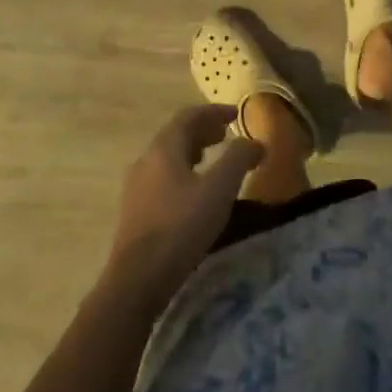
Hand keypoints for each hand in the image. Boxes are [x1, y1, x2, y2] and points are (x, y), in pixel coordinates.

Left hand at [104, 105, 263, 310]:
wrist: (137, 280)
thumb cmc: (181, 227)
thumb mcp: (218, 189)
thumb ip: (238, 159)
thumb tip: (255, 141)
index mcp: (163, 148)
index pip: (188, 116)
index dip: (214, 111)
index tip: (236, 113)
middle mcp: (145, 161)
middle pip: (176, 135)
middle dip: (203, 131)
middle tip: (226, 135)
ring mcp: (136, 187)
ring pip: (168, 158)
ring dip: (193, 152)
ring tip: (213, 161)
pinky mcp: (135, 212)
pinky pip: (162, 179)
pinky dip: (183, 173)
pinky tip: (194, 194)